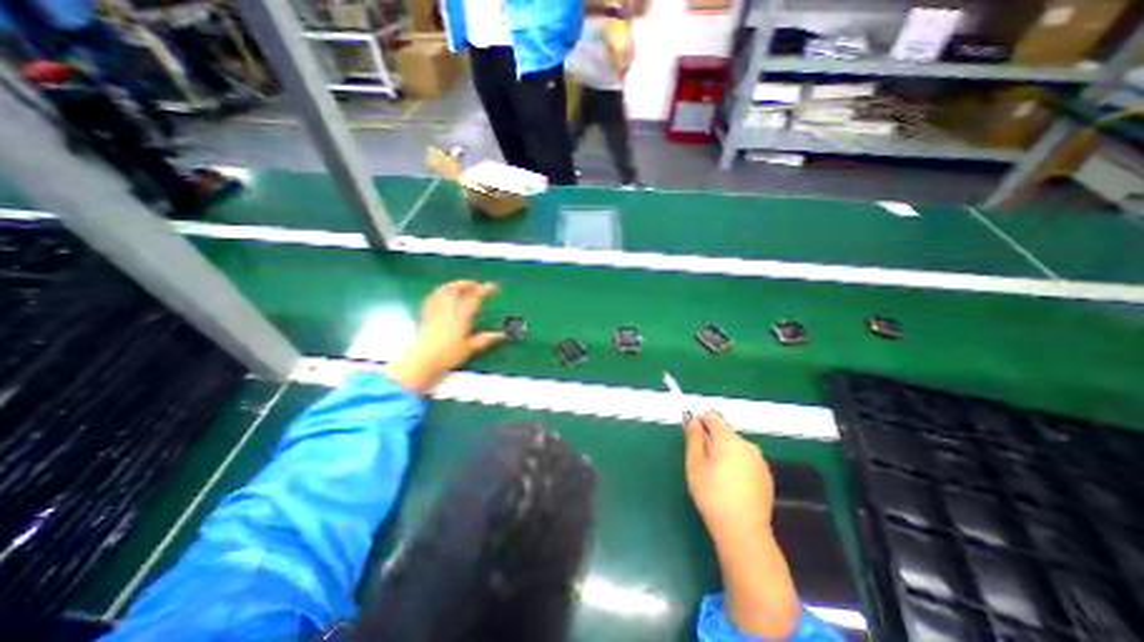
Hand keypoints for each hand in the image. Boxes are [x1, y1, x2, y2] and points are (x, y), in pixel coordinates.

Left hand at [383, 277, 504, 391]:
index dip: (485, 290)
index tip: (493, 286)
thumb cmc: (449, 355)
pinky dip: (439, 292)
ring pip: (444, 290)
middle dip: (468, 284)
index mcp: (462, 316)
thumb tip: (502, 335)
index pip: (475, 298)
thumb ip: (486, 338)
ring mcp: (436, 310)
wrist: (424, 360)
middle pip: (457, 289)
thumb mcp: (470, 347)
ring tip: (461, 285)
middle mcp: (449, 309)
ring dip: (454, 284)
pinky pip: (432, 297)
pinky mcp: (427, 314)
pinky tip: (441, 293)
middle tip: (476, 285)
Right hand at [683, 410, 796, 635]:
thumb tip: (693, 421)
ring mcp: (760, 461)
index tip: (692, 436)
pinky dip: (737, 466)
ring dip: (724, 453)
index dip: (700, 420)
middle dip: (712, 440)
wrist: (743, 531)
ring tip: (716, 476)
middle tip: (701, 461)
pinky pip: (746, 462)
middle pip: (725, 433)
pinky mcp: (767, 477)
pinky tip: (731, 487)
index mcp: (729, 439)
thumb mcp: (695, 464)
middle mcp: (748, 445)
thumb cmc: (712, 494)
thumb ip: (693, 438)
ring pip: (736, 448)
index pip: (713, 416)